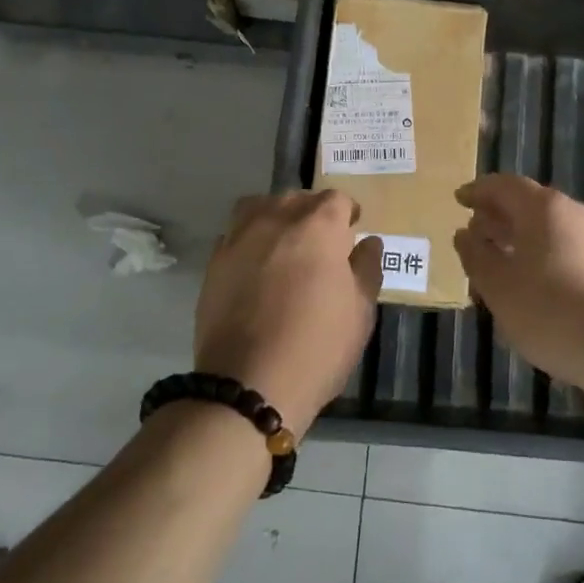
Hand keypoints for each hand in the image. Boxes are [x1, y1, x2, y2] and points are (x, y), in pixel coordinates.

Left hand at [193, 190, 381, 434]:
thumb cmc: (318, 346)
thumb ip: (367, 268)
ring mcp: (240, 237)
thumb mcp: (360, 312)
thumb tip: (368, 242)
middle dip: (311, 213)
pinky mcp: (214, 261)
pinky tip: (255, 267)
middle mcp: (277, 218)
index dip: (347, 213)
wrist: (249, 384)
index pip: (336, 199)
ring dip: (275, 217)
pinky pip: (235, 235)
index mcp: (318, 225)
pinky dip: (248, 241)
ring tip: (283, 244)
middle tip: (320, 244)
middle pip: (296, 198)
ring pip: (259, 207)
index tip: (351, 232)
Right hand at [453, 174, 583, 391]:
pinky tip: (534, 289)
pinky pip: (568, 250)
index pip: (503, 185)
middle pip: (529, 205)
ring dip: (520, 242)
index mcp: (543, 207)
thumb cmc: (553, 312)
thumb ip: (477, 256)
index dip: (478, 191)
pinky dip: (543, 258)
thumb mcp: (499, 287)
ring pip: (549, 230)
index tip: (459, 200)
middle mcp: (574, 212)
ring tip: (499, 268)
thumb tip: (465, 234)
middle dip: (498, 219)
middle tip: (474, 237)